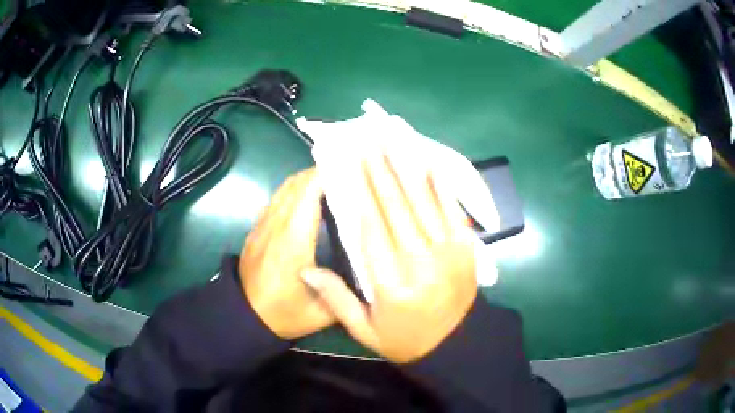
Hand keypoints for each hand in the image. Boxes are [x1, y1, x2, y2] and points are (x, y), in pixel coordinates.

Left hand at [240, 168, 332, 339]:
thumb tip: (365, 265)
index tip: (349, 167)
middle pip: (297, 184)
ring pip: (285, 188)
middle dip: (321, 172)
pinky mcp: (257, 228)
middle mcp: (276, 226)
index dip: (326, 175)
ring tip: (331, 179)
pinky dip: (294, 189)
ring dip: (306, 179)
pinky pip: (276, 198)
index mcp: (293, 243)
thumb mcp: (323, 312)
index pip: (308, 195)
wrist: (244, 316)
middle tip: (347, 171)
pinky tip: (308, 197)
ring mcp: (263, 225)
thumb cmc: (284, 315)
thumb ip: (346, 289)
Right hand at [301, 153, 477, 362]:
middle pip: (395, 207)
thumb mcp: (365, 330)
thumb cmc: (405, 339)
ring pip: (422, 201)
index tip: (347, 165)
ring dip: (405, 167)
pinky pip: (451, 209)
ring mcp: (448, 250)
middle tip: (366, 141)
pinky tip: (428, 161)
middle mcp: (420, 261)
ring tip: (391, 141)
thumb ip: (336, 298)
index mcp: (391, 283)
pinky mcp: (465, 246)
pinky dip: (439, 184)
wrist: (457, 344)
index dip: (358, 193)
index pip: (369, 229)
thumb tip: (305, 269)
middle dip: (378, 171)